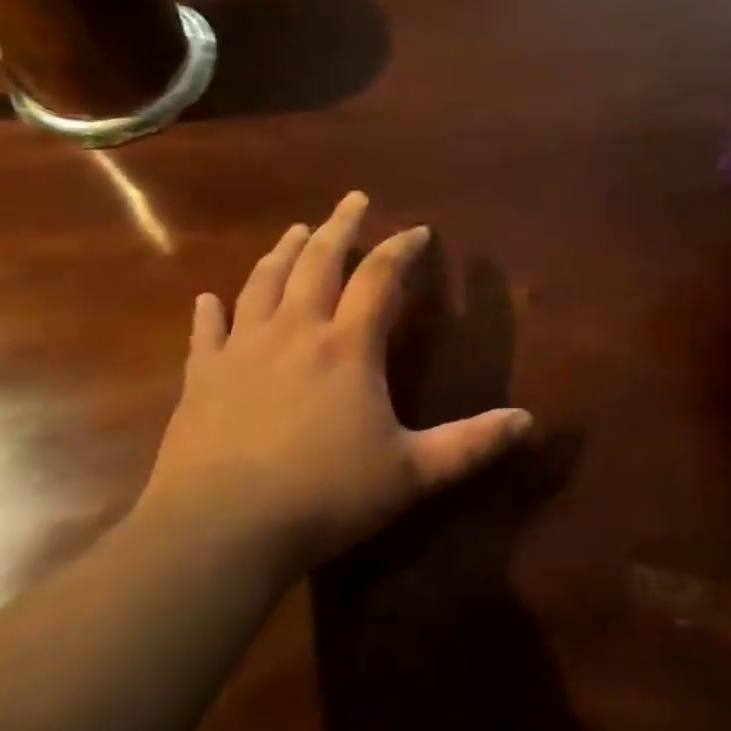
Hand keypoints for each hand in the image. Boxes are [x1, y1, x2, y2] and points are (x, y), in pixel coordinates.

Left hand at [140, 191, 532, 567]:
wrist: (218, 531)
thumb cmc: (324, 495)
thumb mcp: (411, 472)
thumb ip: (470, 444)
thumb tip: (528, 421)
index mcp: (347, 346)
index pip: (380, 277)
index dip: (401, 248)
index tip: (419, 230)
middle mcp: (296, 332)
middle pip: (318, 261)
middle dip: (339, 226)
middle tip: (352, 199)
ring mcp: (243, 350)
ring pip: (264, 283)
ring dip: (283, 252)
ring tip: (296, 230)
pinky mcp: (202, 378)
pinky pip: (207, 332)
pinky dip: (210, 310)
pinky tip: (207, 297)